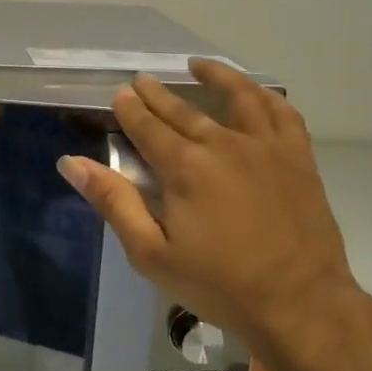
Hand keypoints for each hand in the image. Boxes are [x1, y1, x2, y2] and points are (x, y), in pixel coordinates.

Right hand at [58, 60, 356, 346]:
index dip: (131, 108)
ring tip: (198, 66)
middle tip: (143, 81)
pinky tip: (257, 93)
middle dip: (158, 94)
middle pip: (184, 109)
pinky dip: (266, 96)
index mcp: (184, 166)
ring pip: (238, 97)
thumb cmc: (219, 284)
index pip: (148, 126)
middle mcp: (223, 144)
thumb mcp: (151, 252)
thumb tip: (72, 162)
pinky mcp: (297, 158)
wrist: (299, 304)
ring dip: (215, 77)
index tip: (120, 94)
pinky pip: (283, 113)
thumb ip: (113, 202)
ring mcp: (265, 147)